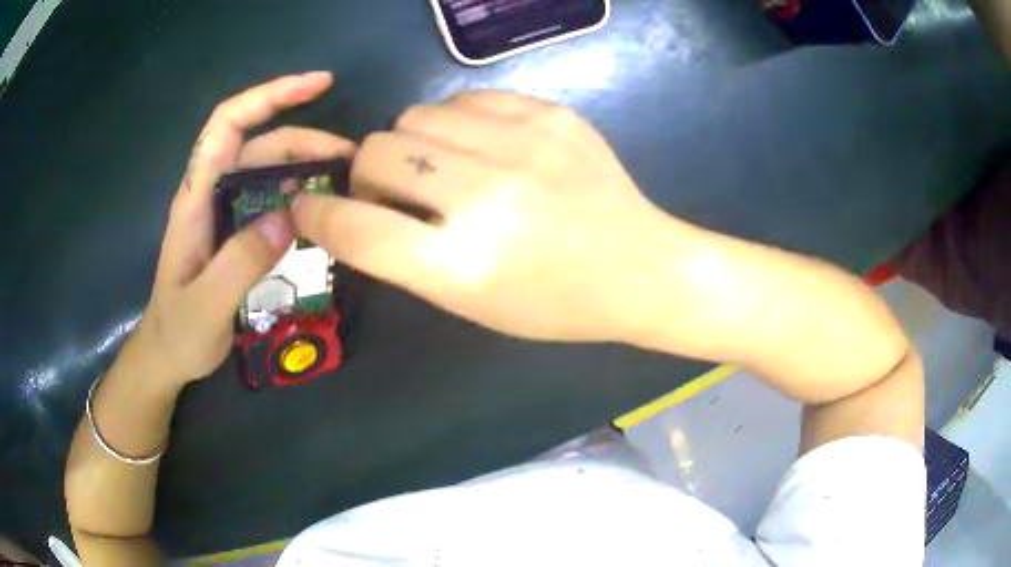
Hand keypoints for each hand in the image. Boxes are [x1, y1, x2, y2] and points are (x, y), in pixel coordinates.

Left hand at [131, 73, 355, 384]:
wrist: (166, 354)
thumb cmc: (178, 332)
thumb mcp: (206, 306)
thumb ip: (241, 262)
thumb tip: (291, 215)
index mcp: (196, 199)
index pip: (227, 124)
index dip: (269, 96)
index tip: (318, 84)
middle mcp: (210, 193)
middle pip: (258, 142)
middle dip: (305, 138)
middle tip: (351, 158)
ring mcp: (223, 211)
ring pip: (267, 168)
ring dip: (306, 162)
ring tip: (345, 178)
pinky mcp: (235, 230)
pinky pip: (270, 196)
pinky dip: (298, 190)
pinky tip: (320, 206)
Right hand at [293, 92, 677, 341]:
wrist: (640, 268)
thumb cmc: (554, 303)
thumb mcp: (470, 301)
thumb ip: (405, 255)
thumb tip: (352, 207)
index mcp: (463, 266)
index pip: (356, 228)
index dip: (319, 214)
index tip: (308, 205)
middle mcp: (487, 197)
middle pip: (376, 152)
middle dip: (369, 173)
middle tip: (397, 189)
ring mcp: (524, 145)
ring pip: (416, 115)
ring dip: (414, 143)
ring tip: (446, 165)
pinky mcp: (552, 114)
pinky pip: (467, 98)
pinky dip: (459, 122)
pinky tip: (486, 146)